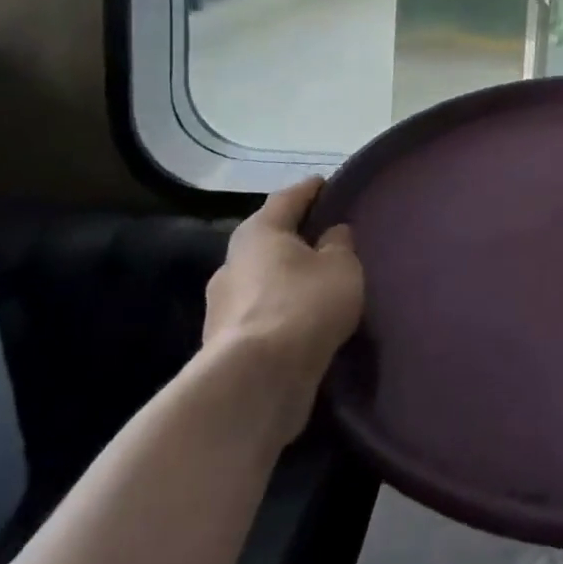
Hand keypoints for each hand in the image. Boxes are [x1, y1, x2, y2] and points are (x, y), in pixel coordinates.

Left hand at [203, 178, 364, 442]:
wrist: (256, 380)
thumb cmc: (303, 304)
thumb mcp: (341, 266)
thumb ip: (339, 244)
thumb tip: (331, 233)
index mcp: (258, 232)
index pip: (288, 198)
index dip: (311, 189)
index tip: (328, 183)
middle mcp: (232, 262)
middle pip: (270, 239)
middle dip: (296, 237)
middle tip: (328, 236)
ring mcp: (222, 305)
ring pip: (263, 278)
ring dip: (287, 277)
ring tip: (320, 282)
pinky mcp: (225, 343)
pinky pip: (262, 312)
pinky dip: (282, 309)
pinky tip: (304, 318)